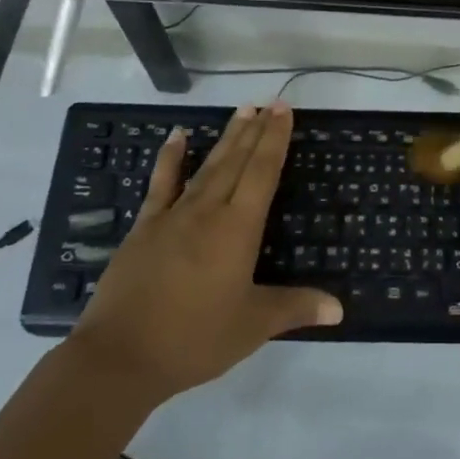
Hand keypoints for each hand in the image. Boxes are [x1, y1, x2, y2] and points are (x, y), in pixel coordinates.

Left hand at [71, 103, 340, 402]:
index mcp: (238, 229)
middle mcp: (208, 211)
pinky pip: (161, 184)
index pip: (262, 173)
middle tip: (268, 102)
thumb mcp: (252, 326)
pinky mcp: (144, 227)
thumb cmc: (194, 339)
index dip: (274, 140)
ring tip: (241, 111)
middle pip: (236, 161)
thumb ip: (295, 308)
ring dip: (226, 138)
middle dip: (255, 130)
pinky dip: (170, 158)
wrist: (120, 356)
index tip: (283, 110)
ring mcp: (173, 215)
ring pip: (207, 166)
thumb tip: (340, 308)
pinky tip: (177, 136)